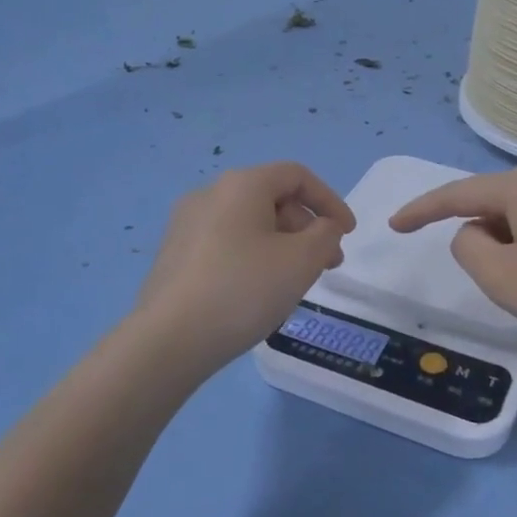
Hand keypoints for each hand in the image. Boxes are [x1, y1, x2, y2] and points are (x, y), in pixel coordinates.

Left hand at [136, 162, 355, 372]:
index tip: (348, 234)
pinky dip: (254, 256)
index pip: (297, 176)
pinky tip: (259, 291)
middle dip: (307, 228)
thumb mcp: (302, 261)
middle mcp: (210, 194)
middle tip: (327, 264)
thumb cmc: (243, 290)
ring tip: (296, 282)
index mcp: (241, 185)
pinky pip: (226, 243)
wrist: (169, 339)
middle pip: (272, 198)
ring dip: (282, 244)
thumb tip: (323, 227)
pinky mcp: (174, 254)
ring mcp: (186, 224)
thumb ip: (326, 235)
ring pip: (249, 223)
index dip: (330, 201)